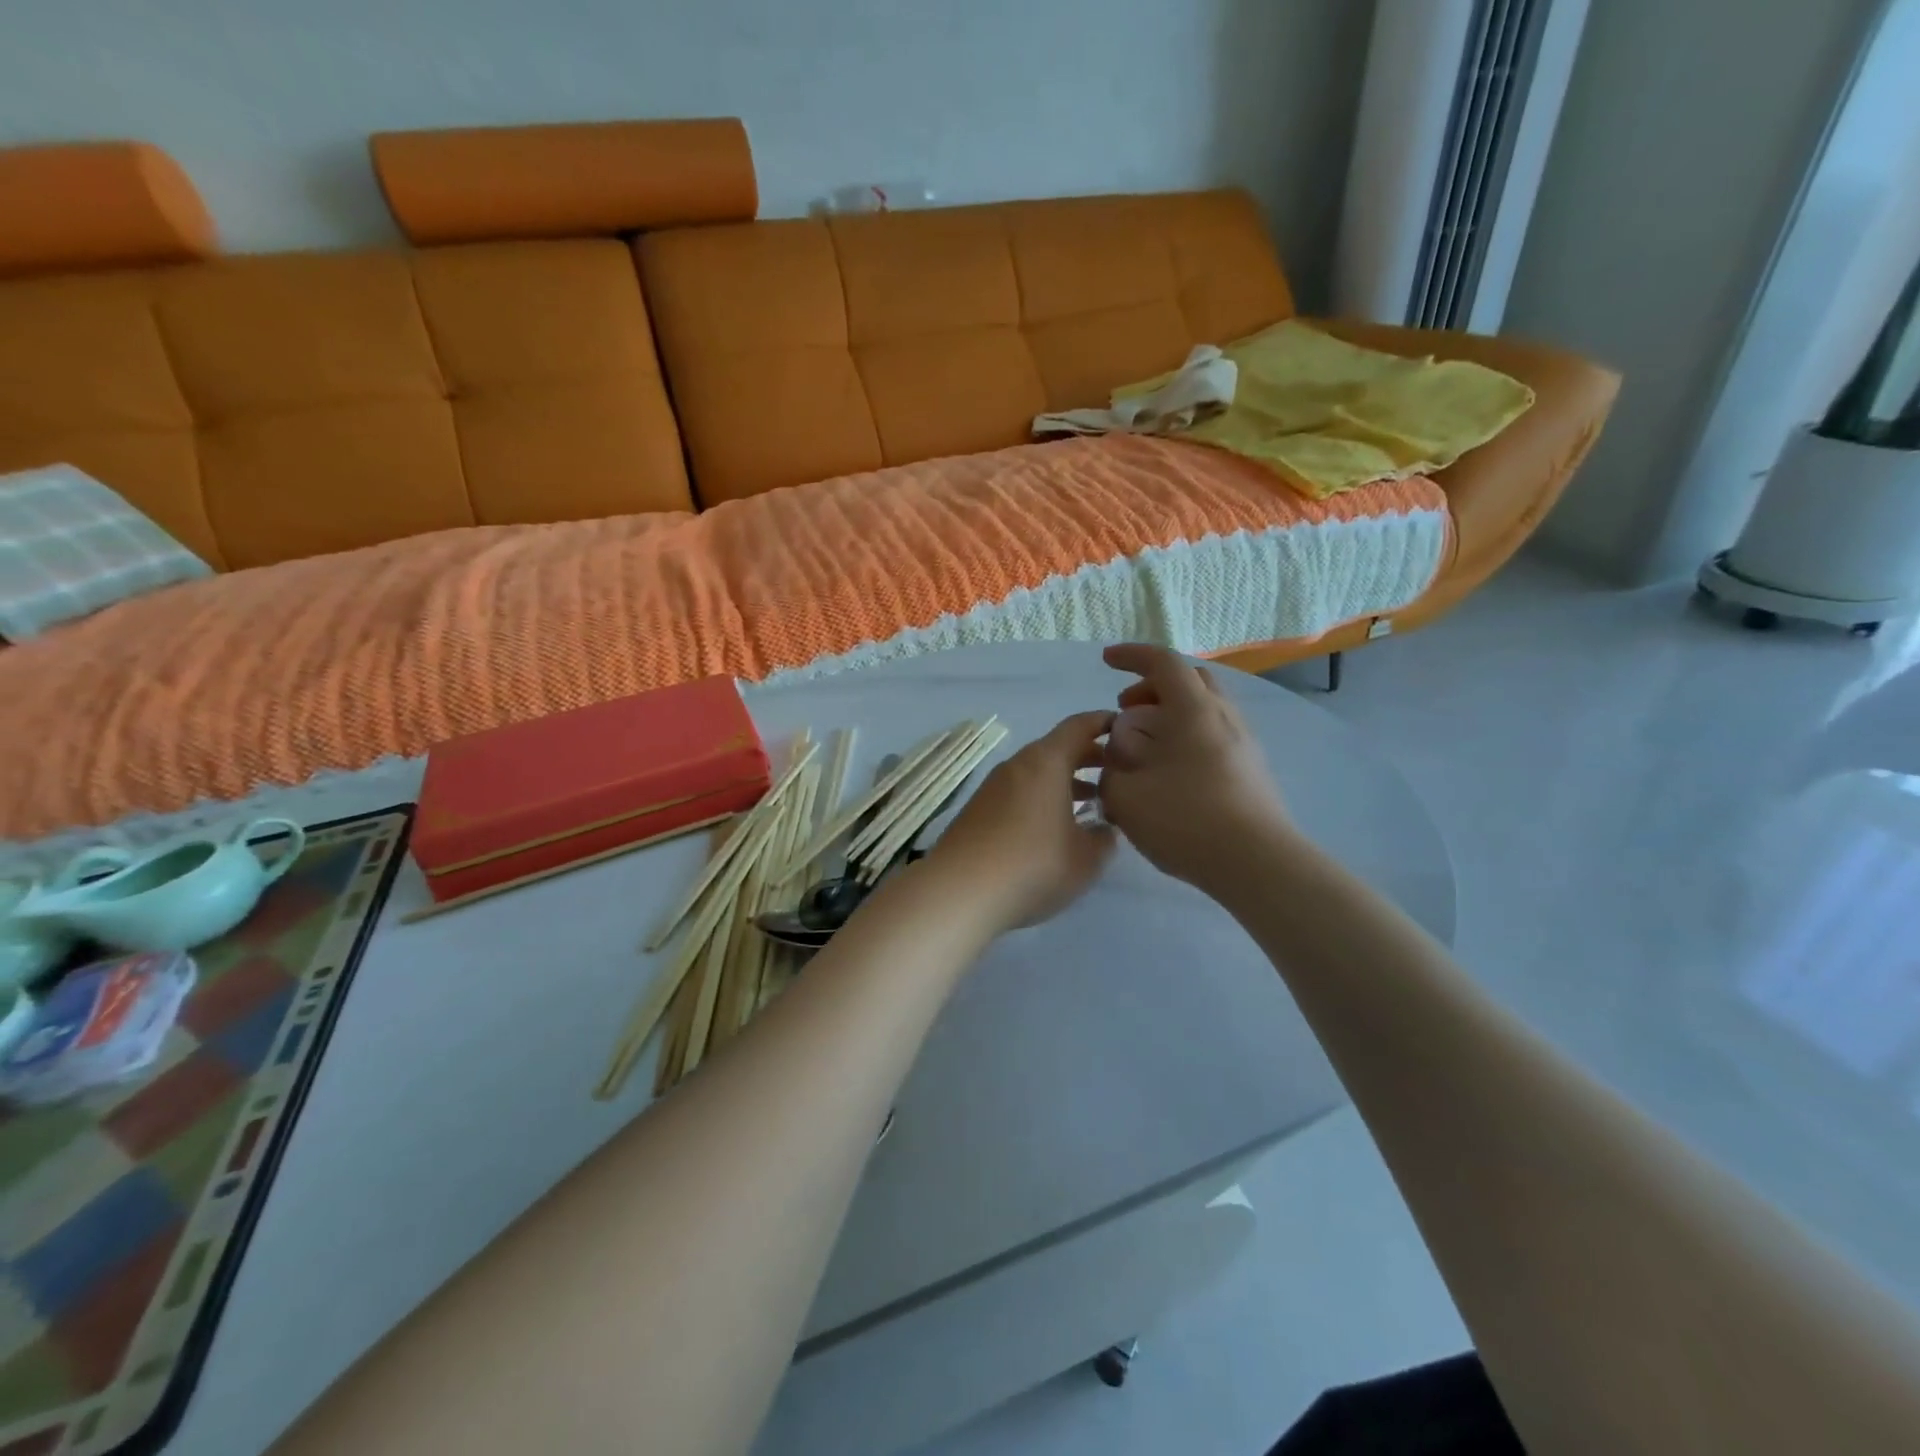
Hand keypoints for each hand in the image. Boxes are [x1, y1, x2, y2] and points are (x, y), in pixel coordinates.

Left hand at [927, 712, 1117, 931]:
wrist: (959, 892)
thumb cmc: (1033, 866)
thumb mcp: (1086, 858)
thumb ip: (1103, 838)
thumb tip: (1104, 828)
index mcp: (1046, 762)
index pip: (1078, 726)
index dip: (1103, 722)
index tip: (1124, 727)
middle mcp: (1017, 766)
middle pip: (1056, 749)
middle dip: (1087, 756)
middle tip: (1114, 772)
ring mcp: (992, 788)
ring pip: (1036, 773)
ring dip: (1064, 782)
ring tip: (1090, 802)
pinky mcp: (977, 811)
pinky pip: (1018, 793)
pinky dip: (1041, 799)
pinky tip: (1052, 828)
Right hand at [1097, 644, 1290, 888]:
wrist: (1257, 864)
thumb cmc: (1186, 820)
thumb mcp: (1126, 796)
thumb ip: (1112, 767)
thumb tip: (1118, 753)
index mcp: (1193, 710)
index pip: (1163, 662)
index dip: (1132, 656)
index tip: (1106, 661)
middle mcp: (1223, 717)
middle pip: (1189, 681)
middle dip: (1152, 686)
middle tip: (1125, 710)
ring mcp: (1244, 744)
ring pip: (1203, 710)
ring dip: (1168, 715)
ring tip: (1142, 747)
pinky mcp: (1251, 770)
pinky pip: (1212, 736)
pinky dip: (1184, 738)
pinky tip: (1167, 774)